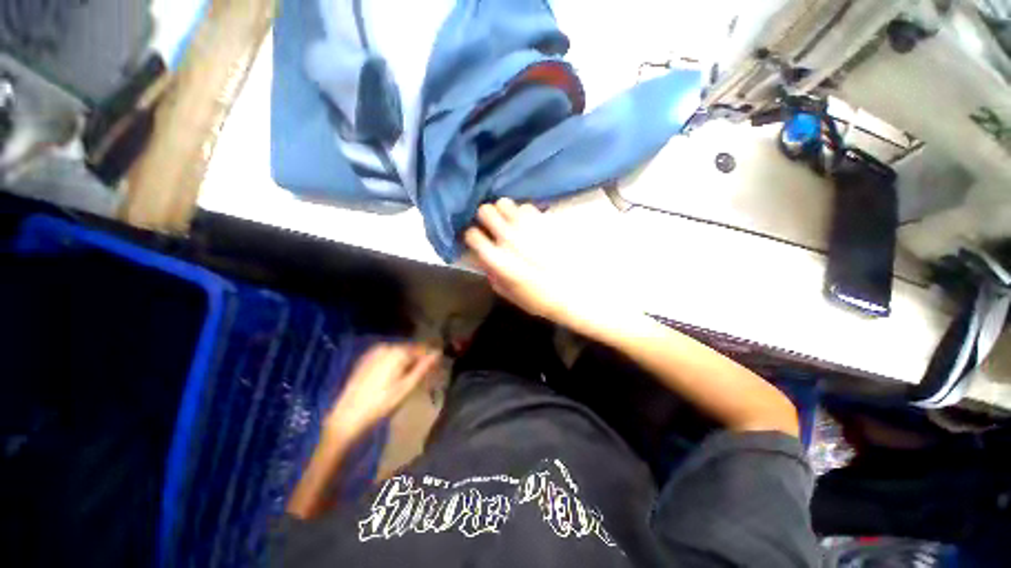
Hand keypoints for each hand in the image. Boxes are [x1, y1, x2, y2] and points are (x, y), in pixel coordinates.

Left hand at [327, 344, 440, 439]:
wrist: (347, 417)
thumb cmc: (381, 404)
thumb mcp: (407, 387)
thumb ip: (423, 367)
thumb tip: (438, 353)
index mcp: (398, 352)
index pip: (422, 349)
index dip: (430, 359)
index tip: (435, 370)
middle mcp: (386, 346)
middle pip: (410, 350)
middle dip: (417, 360)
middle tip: (422, 377)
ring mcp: (374, 352)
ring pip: (398, 353)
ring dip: (405, 362)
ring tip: (408, 379)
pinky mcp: (365, 360)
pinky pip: (386, 357)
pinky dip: (393, 363)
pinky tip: (392, 378)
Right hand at [464, 198, 604, 328]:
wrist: (574, 292)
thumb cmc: (539, 299)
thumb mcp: (508, 293)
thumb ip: (491, 273)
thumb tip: (482, 257)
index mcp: (497, 259)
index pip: (472, 234)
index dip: (473, 237)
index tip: (478, 241)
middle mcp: (508, 238)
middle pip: (485, 210)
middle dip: (485, 218)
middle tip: (492, 227)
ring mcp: (527, 226)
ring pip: (504, 202)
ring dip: (504, 212)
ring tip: (510, 223)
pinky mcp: (544, 221)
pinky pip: (526, 206)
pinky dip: (523, 213)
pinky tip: (528, 224)